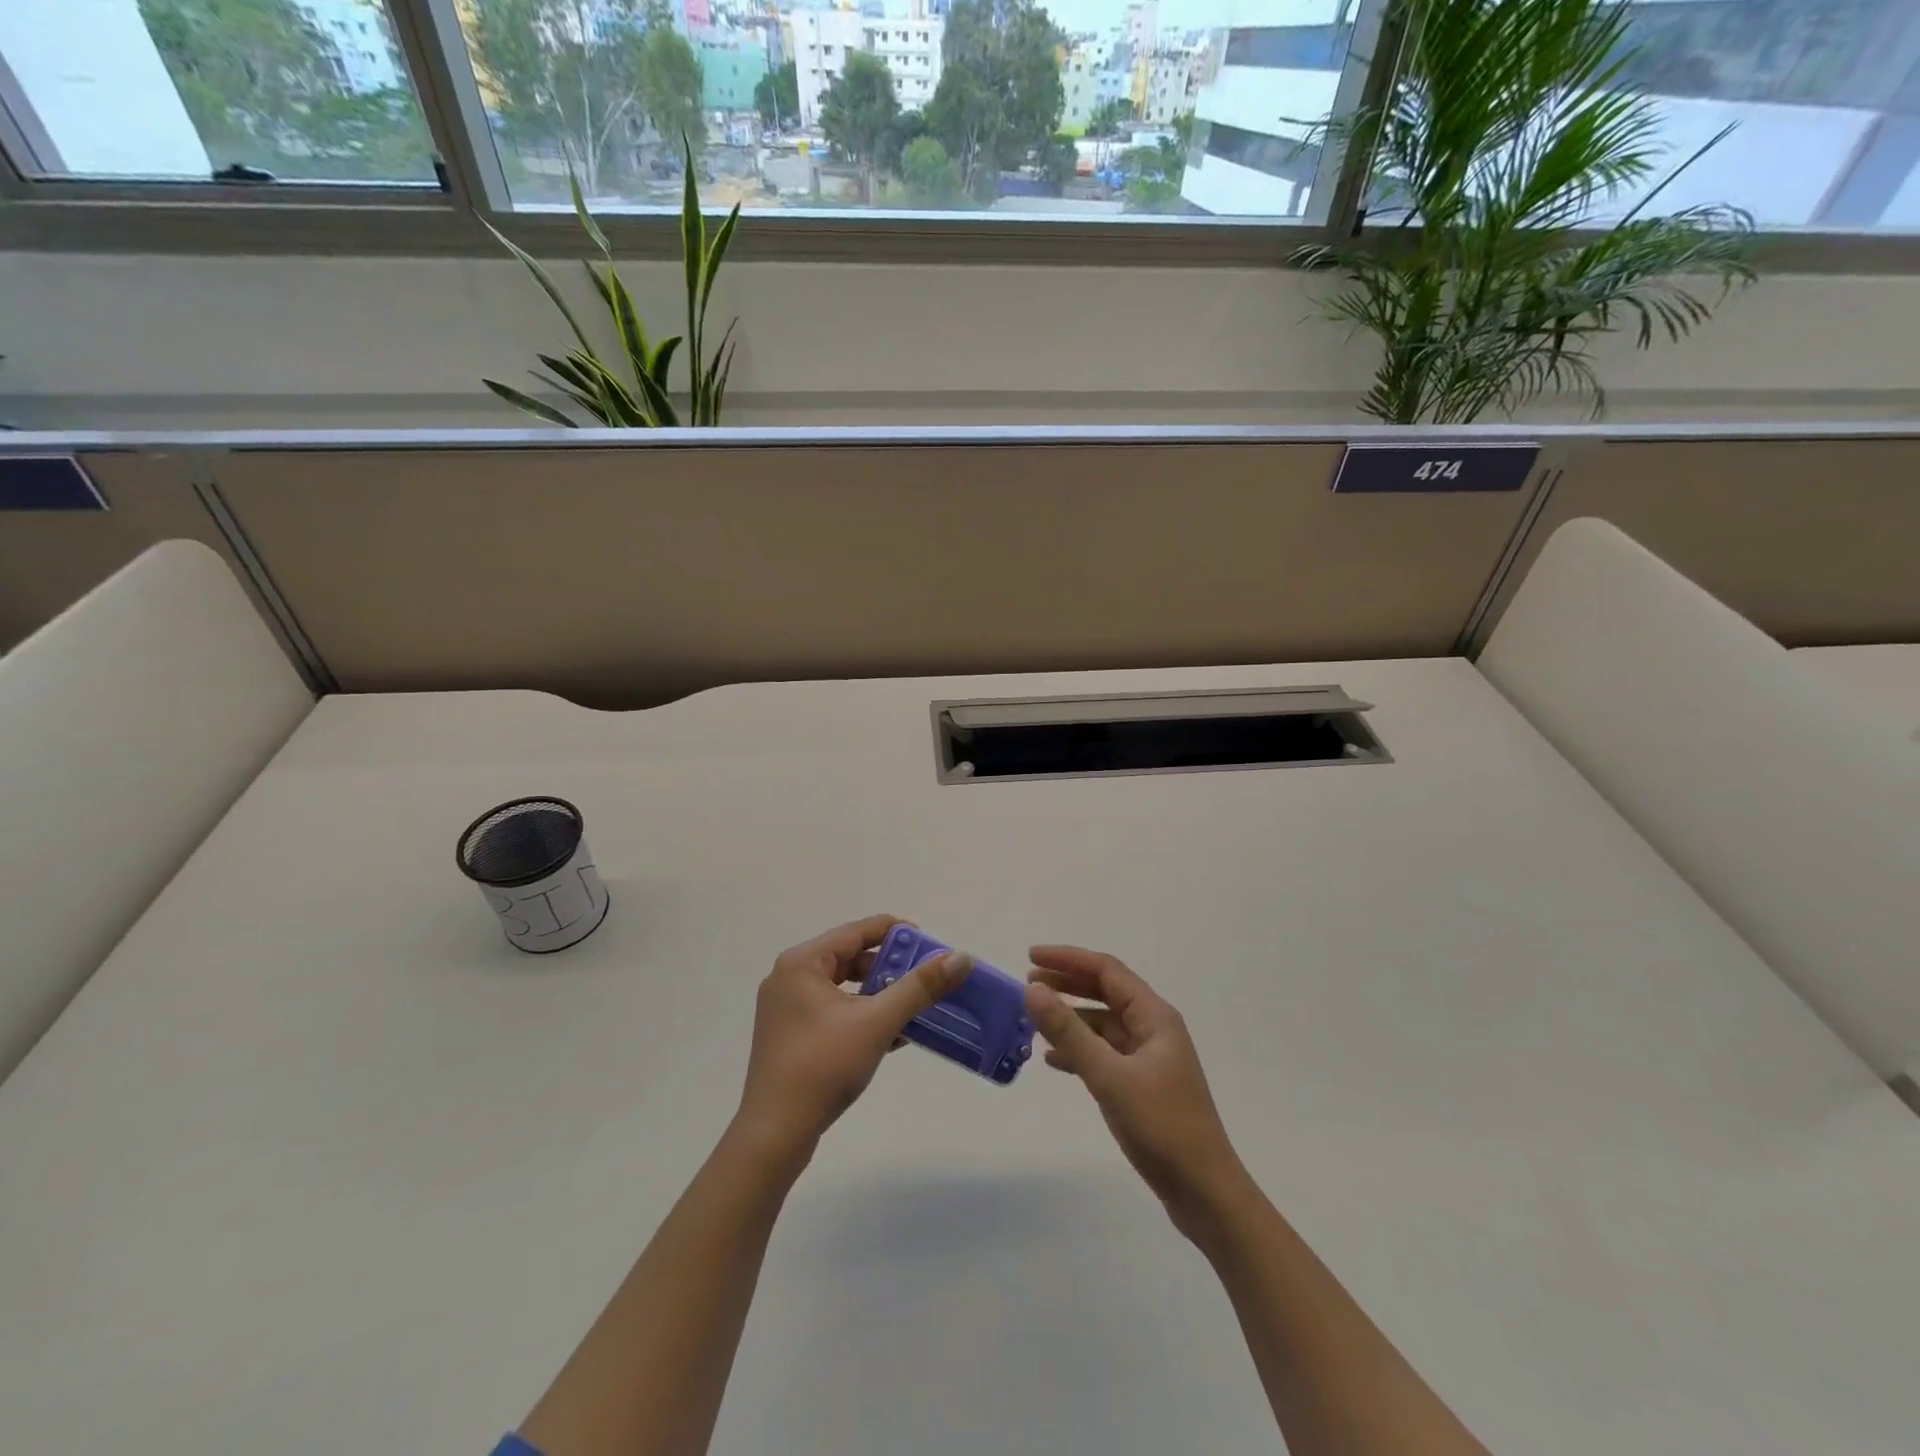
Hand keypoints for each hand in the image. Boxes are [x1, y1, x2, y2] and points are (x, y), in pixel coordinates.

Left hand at [735, 915, 973, 1158]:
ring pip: (844, 987)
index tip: (931, 945)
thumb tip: (960, 957)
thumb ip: (919, 987)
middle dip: (892, 966)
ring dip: (881, 994)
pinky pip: (835, 1011)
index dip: (897, 933)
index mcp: (802, 962)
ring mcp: (788, 1009)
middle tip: (927, 977)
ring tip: (916, 1005)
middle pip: (850, 957)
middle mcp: (791, 977)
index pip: (857, 931)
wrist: (774, 1135)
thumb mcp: (877, 1022)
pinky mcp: (792, 1036)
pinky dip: (864, 1015)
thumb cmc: (823, 1067)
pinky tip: (896, 1033)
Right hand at [1026, 946, 1249, 1237]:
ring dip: (1071, 1018)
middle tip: (1028, 983)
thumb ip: (1069, 1032)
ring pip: (1104, 1024)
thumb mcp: (1109, 1077)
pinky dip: (1079, 1050)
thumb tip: (1033, 989)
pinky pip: (1106, 1053)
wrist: (1205, 1194)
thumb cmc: (1162, 1128)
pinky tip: (1054, 1060)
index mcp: (1155, 1017)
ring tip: (1034, 1019)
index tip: (1030, 956)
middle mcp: (1155, 1029)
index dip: (1068, 959)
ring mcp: (1150, 1058)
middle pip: (1106, 992)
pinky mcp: (1144, 1084)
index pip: (1107, 971)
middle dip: (1067, 984)